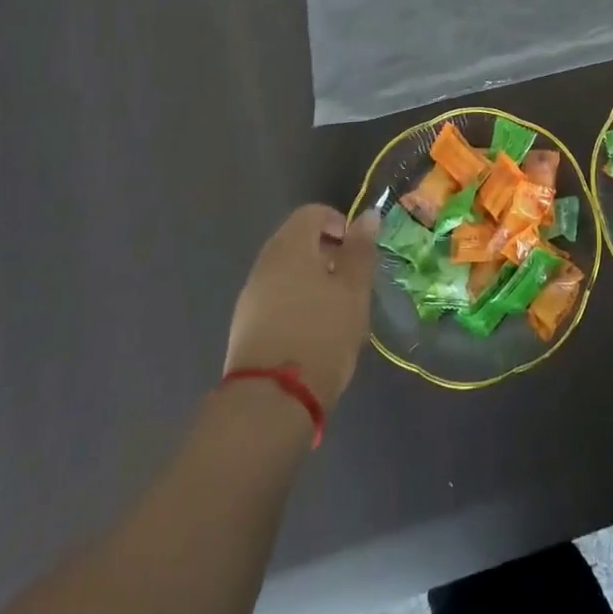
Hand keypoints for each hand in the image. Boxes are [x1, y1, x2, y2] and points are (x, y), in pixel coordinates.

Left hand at [223, 205, 380, 410]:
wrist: (271, 400)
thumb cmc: (322, 333)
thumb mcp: (353, 290)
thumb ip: (360, 250)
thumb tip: (368, 215)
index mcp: (290, 246)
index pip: (312, 213)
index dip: (339, 222)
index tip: (357, 251)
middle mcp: (265, 263)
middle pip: (296, 240)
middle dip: (327, 252)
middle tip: (351, 280)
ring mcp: (250, 295)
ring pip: (285, 270)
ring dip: (312, 278)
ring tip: (336, 307)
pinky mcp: (244, 325)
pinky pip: (275, 296)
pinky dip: (296, 300)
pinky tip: (313, 329)